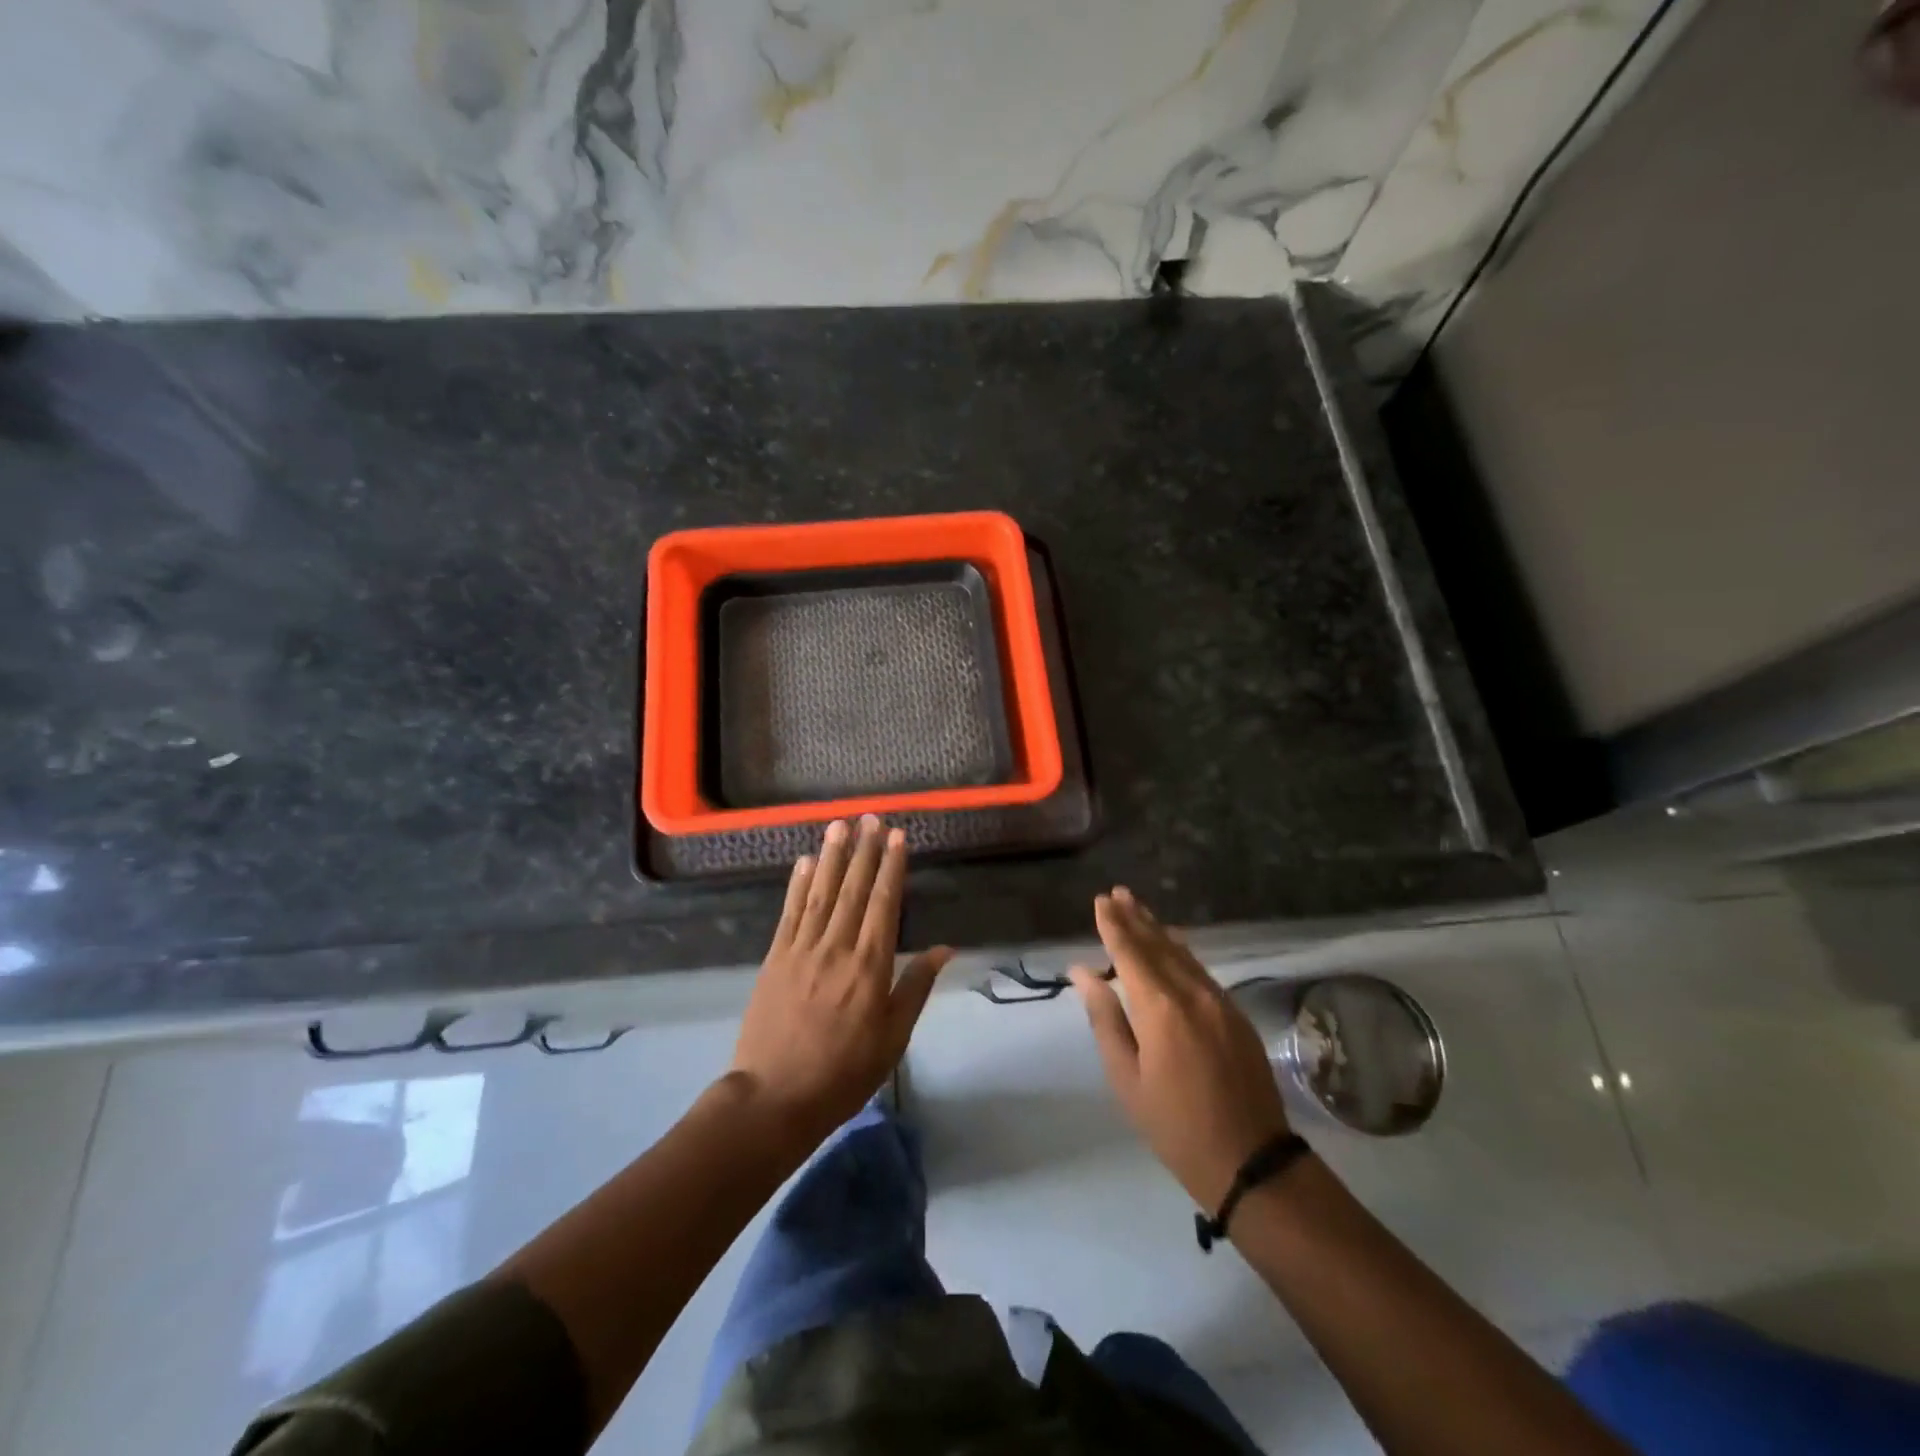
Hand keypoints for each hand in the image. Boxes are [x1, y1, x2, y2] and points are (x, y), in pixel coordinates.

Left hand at [729, 816, 952, 1145]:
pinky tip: (802, 862)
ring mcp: (801, 950)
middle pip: (853, 890)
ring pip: (820, 893)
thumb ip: (916, 987)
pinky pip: (789, 913)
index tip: (897, 837)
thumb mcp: (893, 1038)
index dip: (891, 868)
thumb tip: (945, 949)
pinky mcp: (775, 958)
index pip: (884, 904)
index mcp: (870, 966)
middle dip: (864, 851)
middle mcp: (836, 948)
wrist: (775, 1098)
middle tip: (870, 817)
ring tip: (839, 825)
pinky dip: (797, 885)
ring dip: (831, 857)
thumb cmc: (844, 1072)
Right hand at [1070, 888, 1290, 1210]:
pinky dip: (1181, 952)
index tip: (1100, 901)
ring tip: (1139, 909)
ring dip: (1159, 930)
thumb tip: (1084, 973)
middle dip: (1136, 918)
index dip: (1114, 926)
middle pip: (1159, 945)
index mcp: (1160, 1008)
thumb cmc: (1174, 1124)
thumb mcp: (1126, 1077)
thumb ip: (1105, 1019)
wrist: (1250, 1159)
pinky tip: (1174, 945)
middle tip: (1117, 893)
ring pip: (1183, 954)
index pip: (1130, 953)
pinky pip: (1201, 970)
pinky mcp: (1236, 1015)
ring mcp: (1219, 1002)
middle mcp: (1192, 993)